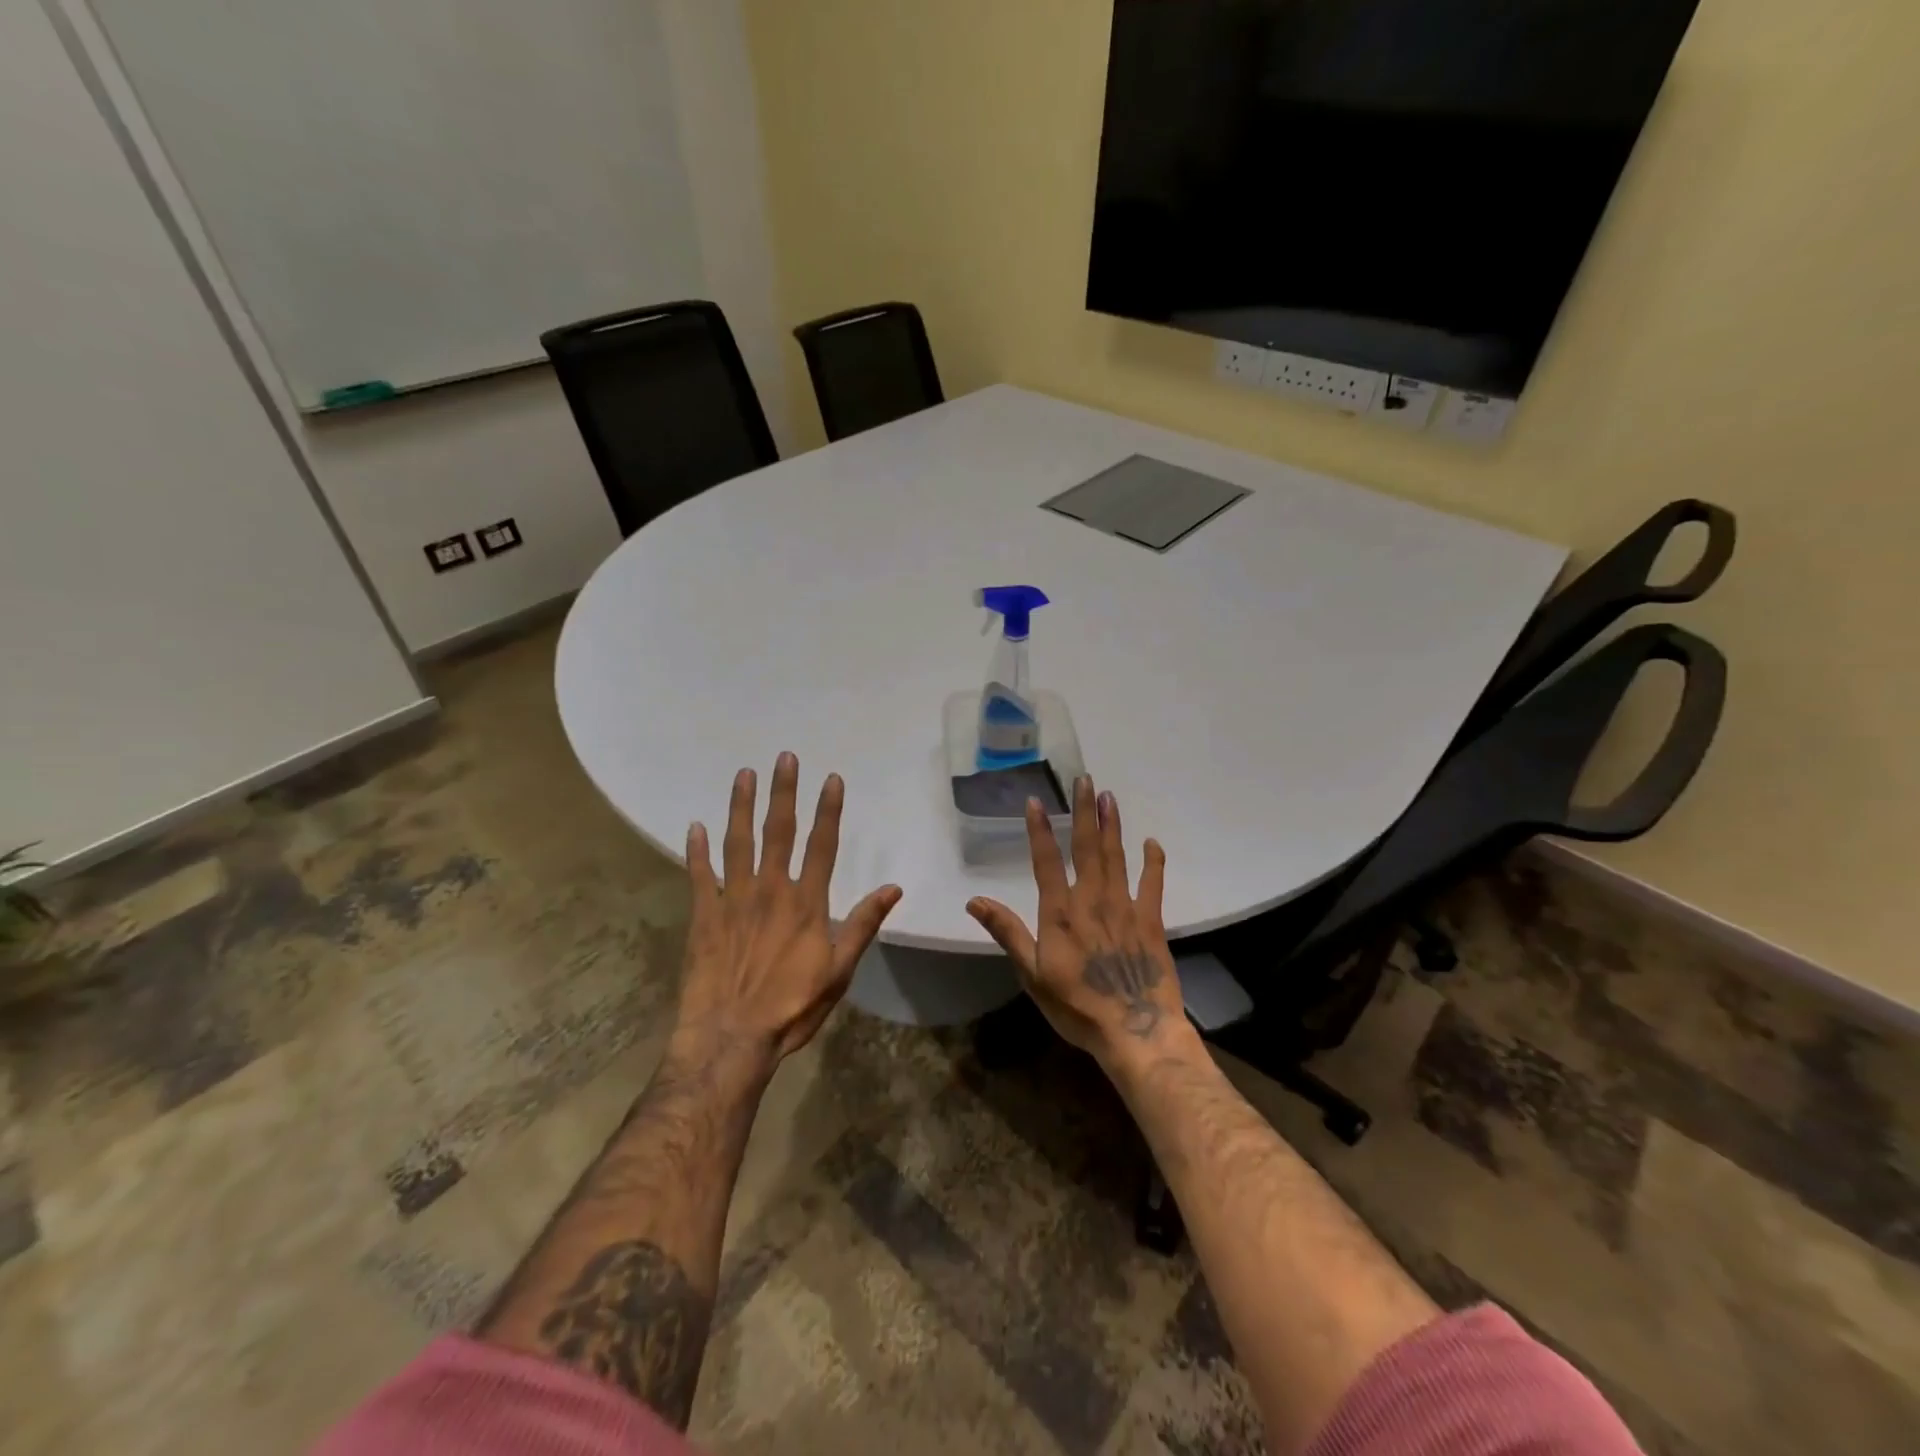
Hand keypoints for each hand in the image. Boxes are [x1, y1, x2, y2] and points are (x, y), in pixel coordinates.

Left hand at [675, 753, 901, 1068]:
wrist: (732, 1037)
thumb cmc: (792, 1007)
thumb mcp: (840, 970)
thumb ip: (863, 924)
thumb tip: (893, 888)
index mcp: (806, 902)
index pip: (822, 845)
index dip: (828, 810)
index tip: (831, 779)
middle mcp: (770, 889)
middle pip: (779, 831)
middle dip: (783, 792)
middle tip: (784, 757)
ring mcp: (733, 899)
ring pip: (738, 842)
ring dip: (741, 806)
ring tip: (744, 775)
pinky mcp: (704, 915)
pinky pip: (699, 874)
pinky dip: (697, 850)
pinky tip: (694, 826)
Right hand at [967, 775, 1184, 1061]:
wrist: (1135, 1030)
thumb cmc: (1076, 1006)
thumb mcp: (1031, 974)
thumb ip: (1007, 932)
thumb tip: (974, 901)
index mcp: (1060, 912)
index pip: (1046, 861)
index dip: (1039, 830)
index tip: (1036, 801)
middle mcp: (1092, 899)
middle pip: (1086, 847)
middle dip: (1084, 812)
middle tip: (1086, 780)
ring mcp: (1124, 907)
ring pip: (1116, 856)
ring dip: (1112, 825)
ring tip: (1109, 797)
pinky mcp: (1151, 920)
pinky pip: (1153, 883)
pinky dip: (1153, 861)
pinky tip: (1151, 841)